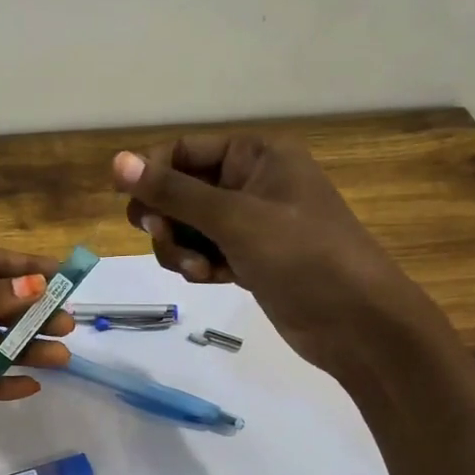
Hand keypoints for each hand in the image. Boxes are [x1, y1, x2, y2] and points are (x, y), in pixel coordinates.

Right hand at [113, 134, 435, 376]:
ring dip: (180, 248)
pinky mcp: (249, 258)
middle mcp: (251, 182)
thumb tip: (116, 161)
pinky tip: (210, 280)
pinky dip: (198, 265)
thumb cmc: (302, 256)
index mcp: (256, 155)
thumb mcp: (233, 218)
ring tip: (199, 270)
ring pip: (187, 226)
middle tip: (165, 238)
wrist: (358, 323)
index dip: (152, 174)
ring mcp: (250, 223)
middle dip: (166, 219)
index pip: (184, 150)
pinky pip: (204, 252)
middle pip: (179, 190)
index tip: (131, 206)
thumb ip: (172, 191)